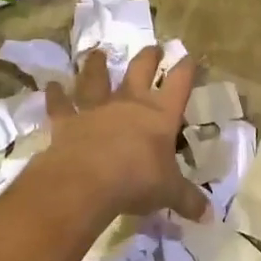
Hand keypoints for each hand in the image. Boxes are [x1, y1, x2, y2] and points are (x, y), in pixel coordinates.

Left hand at [43, 47, 204, 221]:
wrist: (87, 180)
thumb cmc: (137, 180)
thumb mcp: (169, 192)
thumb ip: (188, 200)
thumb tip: (209, 215)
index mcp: (160, 116)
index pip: (178, 85)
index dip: (185, 70)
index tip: (189, 57)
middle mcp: (129, 104)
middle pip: (140, 71)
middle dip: (148, 57)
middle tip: (153, 46)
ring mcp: (97, 109)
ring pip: (97, 79)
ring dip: (96, 66)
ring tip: (96, 52)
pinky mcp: (68, 121)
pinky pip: (60, 105)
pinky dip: (55, 95)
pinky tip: (51, 86)